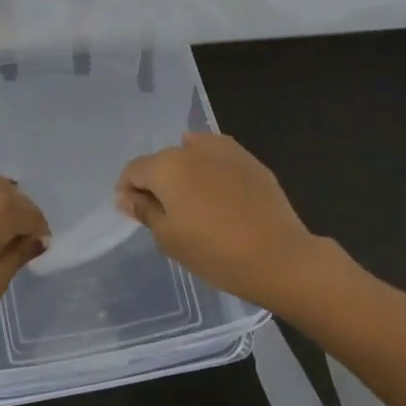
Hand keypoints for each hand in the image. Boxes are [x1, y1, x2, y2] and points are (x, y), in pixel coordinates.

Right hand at [116, 133, 319, 309]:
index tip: (136, 213)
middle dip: (158, 183)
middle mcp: (192, 148)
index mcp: (166, 166)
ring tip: (196, 204)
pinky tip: (219, 194)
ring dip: (186, 174)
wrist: (279, 257)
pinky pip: (218, 158)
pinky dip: (211, 170)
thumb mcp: (169, 238)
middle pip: (162, 161)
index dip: (128, 190)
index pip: (134, 170)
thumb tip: (126, 195)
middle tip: (167, 215)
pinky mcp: (249, 160)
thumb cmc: (215, 252)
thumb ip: (144, 211)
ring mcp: (224, 150)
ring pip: (191, 155)